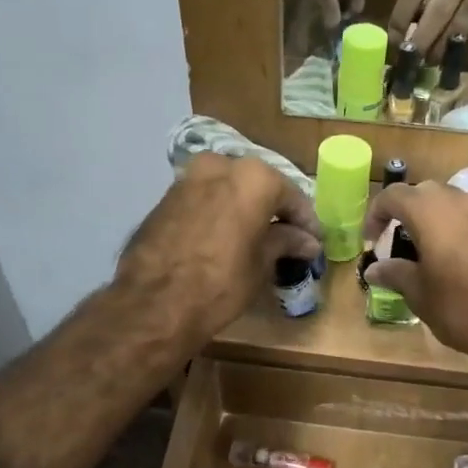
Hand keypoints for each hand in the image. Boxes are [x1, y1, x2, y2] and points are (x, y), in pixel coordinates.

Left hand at [118, 154, 321, 343]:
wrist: (153, 302)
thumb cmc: (221, 282)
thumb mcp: (261, 264)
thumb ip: (285, 242)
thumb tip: (307, 241)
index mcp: (254, 177)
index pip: (292, 196)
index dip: (306, 221)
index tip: (314, 241)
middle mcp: (221, 165)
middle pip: (257, 185)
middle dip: (272, 210)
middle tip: (287, 237)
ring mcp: (188, 178)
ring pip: (227, 189)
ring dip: (243, 210)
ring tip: (255, 239)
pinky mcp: (165, 197)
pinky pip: (203, 199)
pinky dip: (218, 213)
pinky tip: (224, 238)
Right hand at [361, 181, 467, 356]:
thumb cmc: (460, 305)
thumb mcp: (419, 294)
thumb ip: (395, 274)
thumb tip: (374, 269)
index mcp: (429, 210)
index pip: (393, 196)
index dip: (376, 214)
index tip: (371, 239)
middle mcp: (459, 200)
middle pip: (424, 193)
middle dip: (407, 212)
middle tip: (398, 240)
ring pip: (452, 202)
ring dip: (435, 218)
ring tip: (426, 249)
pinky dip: (458, 228)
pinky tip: (455, 256)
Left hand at [388, 0, 467, 57]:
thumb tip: (409, 21)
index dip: (402, 15)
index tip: (394, 37)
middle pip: (438, 10)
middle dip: (422, 39)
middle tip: (410, 58)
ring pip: (460, 24)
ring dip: (442, 47)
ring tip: (429, 61)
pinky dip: (461, 42)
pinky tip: (450, 52)